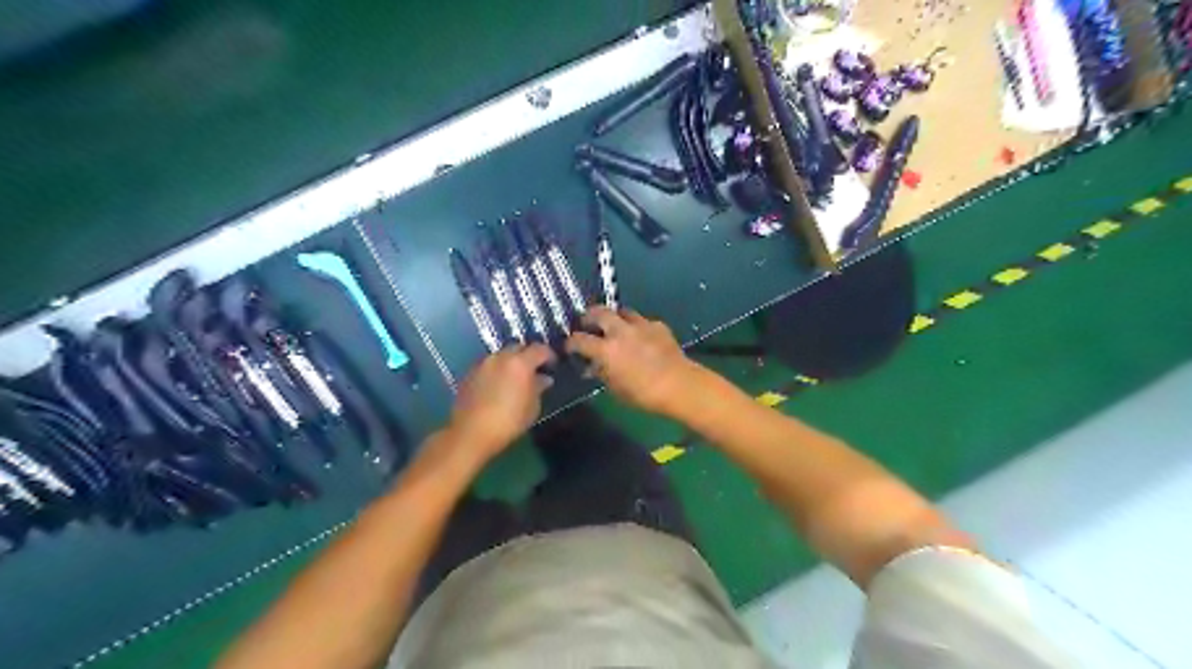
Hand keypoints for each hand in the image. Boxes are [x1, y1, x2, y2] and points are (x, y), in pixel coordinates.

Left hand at [449, 342, 556, 462]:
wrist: (471, 433)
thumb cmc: (509, 422)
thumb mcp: (532, 407)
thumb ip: (539, 388)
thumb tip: (543, 379)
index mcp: (520, 363)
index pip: (540, 349)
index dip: (549, 355)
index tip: (552, 365)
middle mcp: (500, 357)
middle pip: (519, 347)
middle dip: (528, 356)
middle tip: (534, 370)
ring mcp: (483, 363)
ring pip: (502, 355)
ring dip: (511, 362)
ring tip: (515, 379)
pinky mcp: (470, 373)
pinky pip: (489, 365)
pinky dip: (497, 370)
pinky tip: (498, 386)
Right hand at [565, 306, 699, 413]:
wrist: (679, 385)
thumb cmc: (643, 394)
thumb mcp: (615, 389)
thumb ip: (601, 373)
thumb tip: (593, 366)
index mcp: (606, 349)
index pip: (579, 339)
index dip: (571, 343)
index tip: (569, 347)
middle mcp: (620, 331)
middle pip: (598, 312)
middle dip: (589, 316)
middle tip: (586, 324)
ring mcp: (641, 325)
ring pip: (622, 311)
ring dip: (614, 317)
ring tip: (614, 326)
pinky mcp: (658, 325)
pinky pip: (642, 321)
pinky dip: (637, 326)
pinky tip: (640, 336)